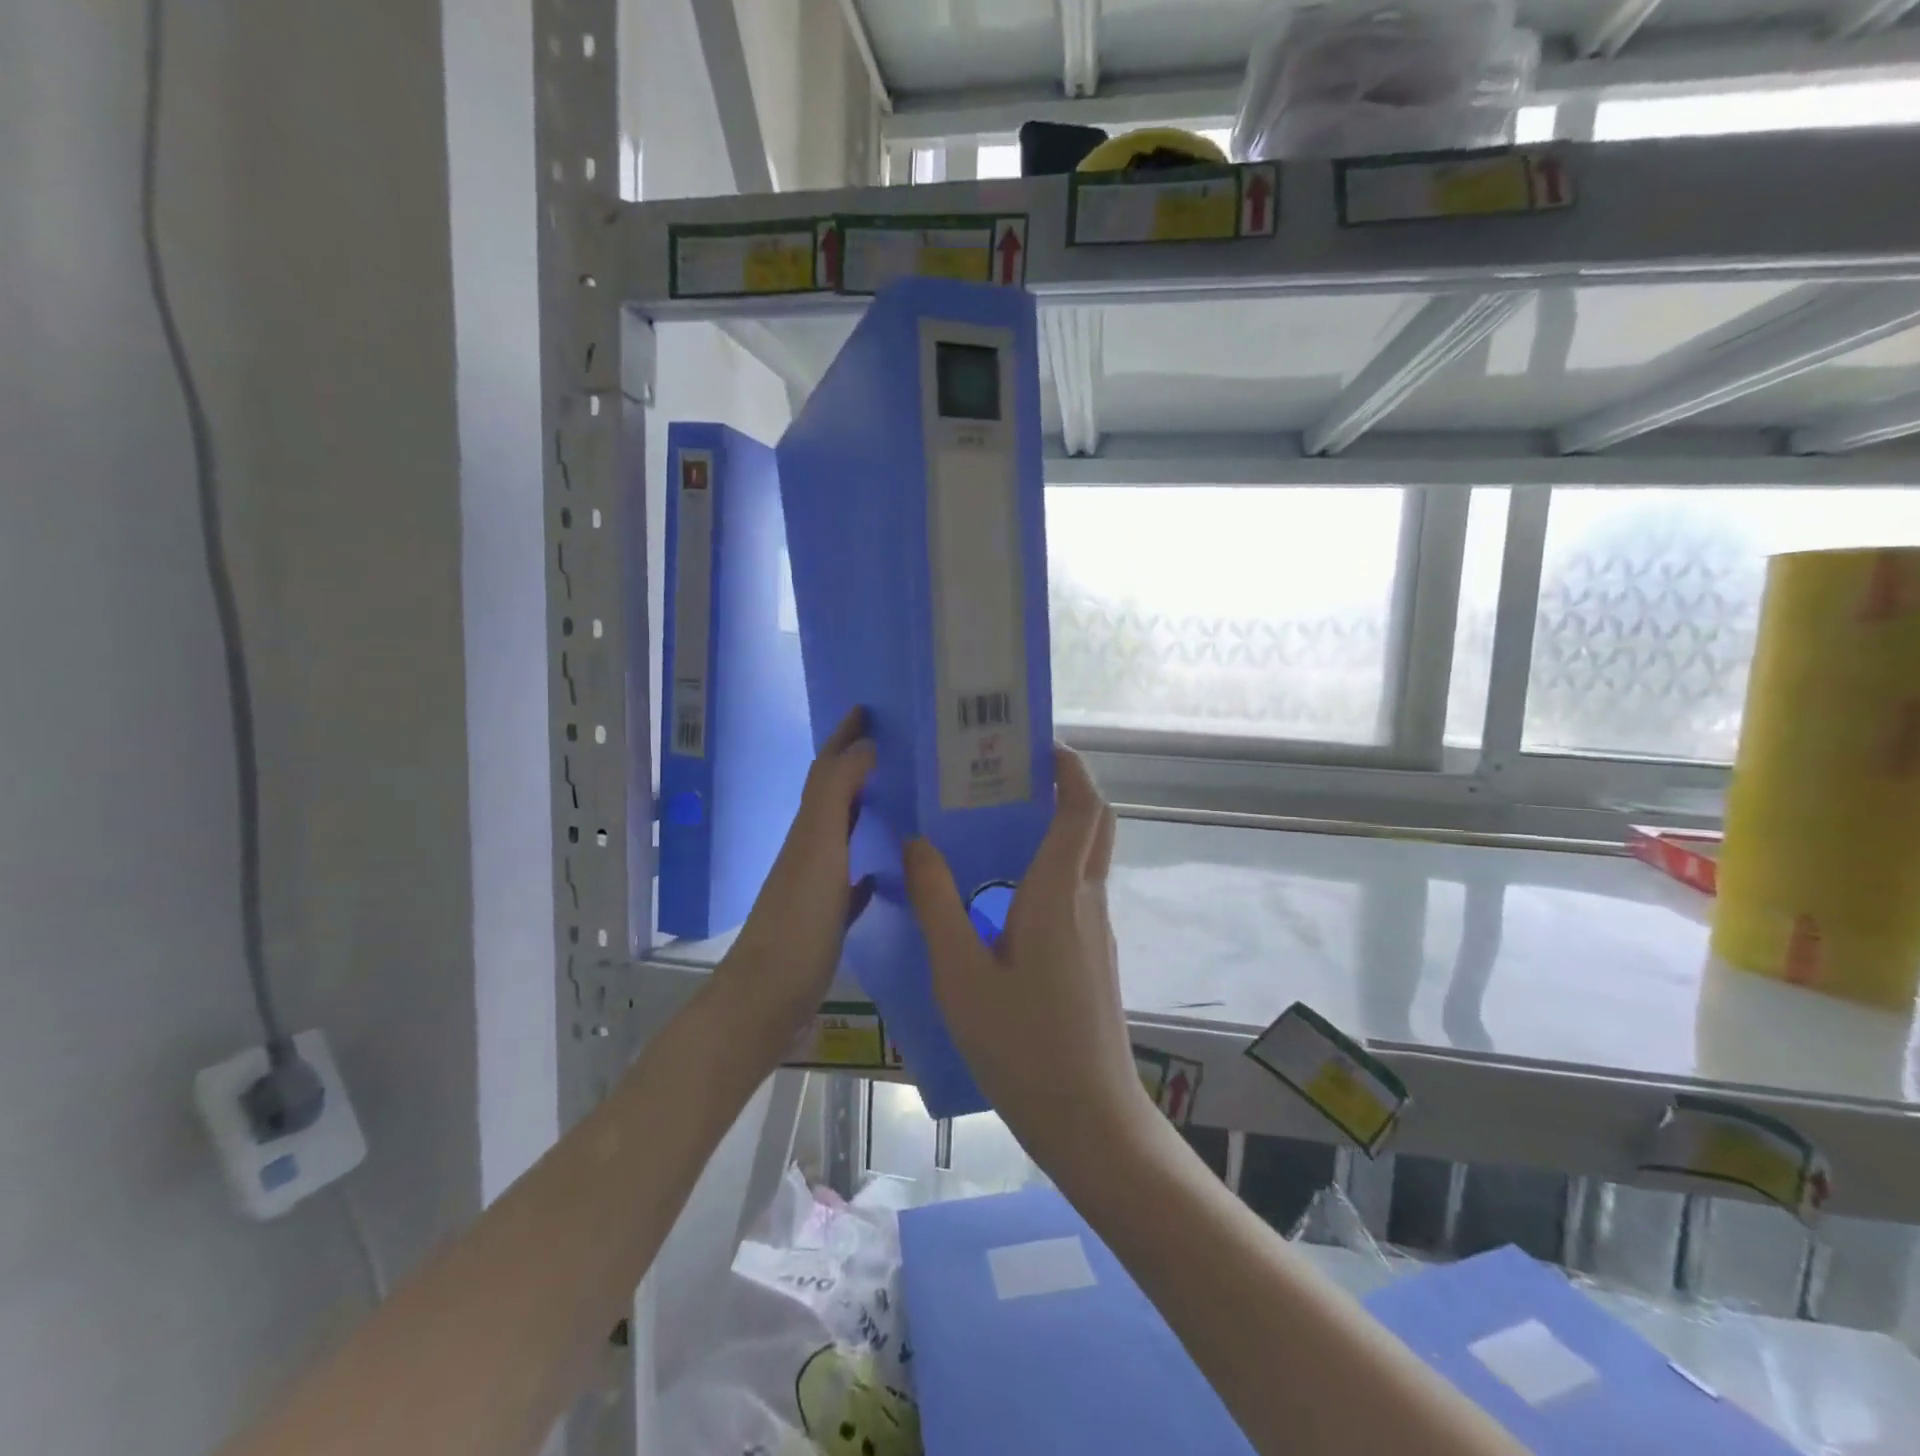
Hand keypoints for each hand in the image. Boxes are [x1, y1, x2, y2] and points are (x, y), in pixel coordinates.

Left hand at [720, 708, 876, 1045]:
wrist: (766, 999)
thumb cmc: (797, 922)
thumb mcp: (818, 850)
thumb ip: (835, 796)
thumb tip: (863, 747)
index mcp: (808, 829)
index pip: (826, 769)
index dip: (843, 737)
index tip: (869, 709)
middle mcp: (810, 850)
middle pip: (834, 797)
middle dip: (858, 768)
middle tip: (900, 749)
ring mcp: (816, 887)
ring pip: (844, 836)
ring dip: (866, 813)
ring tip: (904, 799)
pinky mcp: (826, 921)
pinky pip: (852, 883)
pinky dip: (868, 868)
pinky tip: (888, 873)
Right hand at [904, 745, 1153, 1182]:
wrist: (1089, 1118)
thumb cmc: (1022, 1046)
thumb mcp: (961, 975)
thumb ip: (937, 903)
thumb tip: (916, 843)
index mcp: (1059, 893)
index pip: (1082, 807)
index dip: (1069, 767)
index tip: (1035, 744)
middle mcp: (1087, 899)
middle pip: (1095, 822)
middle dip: (1067, 785)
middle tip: (1013, 773)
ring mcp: (1097, 928)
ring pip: (1088, 855)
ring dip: (1059, 824)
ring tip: (998, 819)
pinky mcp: (1094, 953)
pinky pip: (1079, 887)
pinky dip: (1054, 863)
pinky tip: (1005, 886)